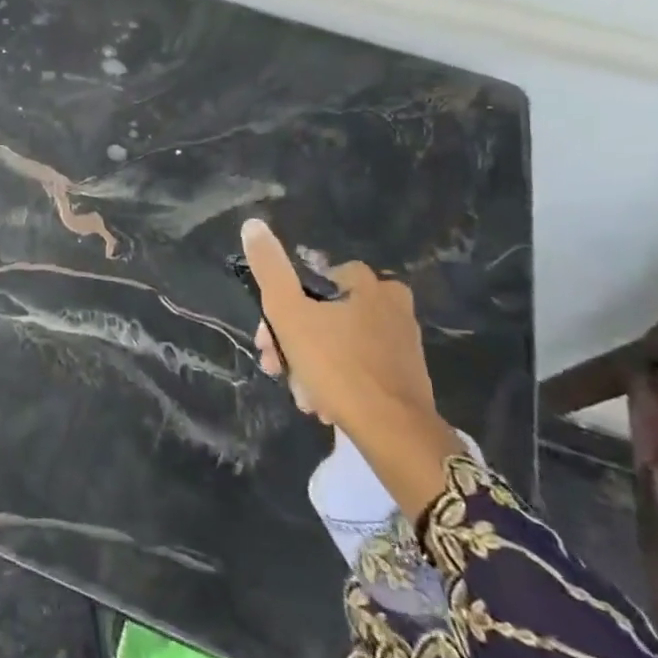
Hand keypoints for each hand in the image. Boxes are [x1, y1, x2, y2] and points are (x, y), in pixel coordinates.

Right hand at [242, 219, 461, 520]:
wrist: (394, 432)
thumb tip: (252, 225)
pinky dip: (337, 380)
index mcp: (368, 283)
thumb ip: (269, 269)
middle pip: (322, 315)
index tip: (267, 340)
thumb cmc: (338, 366)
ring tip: (304, 396)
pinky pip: (358, 366)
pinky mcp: (405, 373)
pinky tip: (324, 403)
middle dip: (293, 344)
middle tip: (278, 370)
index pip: (310, 281)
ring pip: (337, 344)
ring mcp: (402, 340)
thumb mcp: (289, 313)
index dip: (281, 309)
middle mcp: (392, 304)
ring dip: (311, 366)